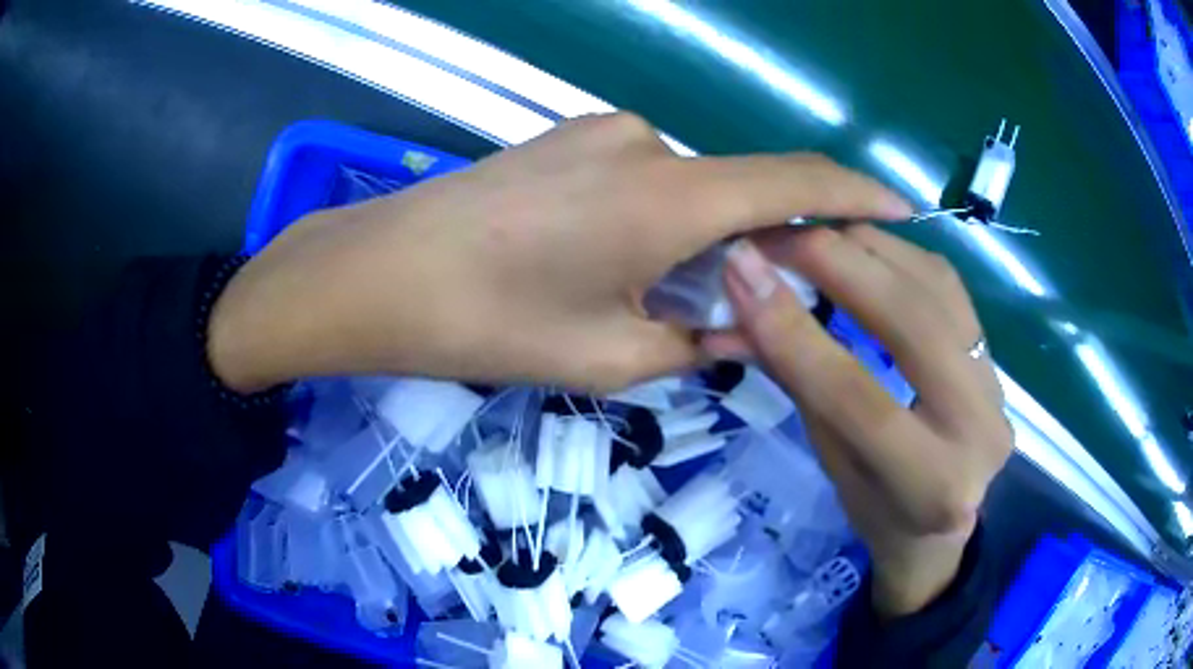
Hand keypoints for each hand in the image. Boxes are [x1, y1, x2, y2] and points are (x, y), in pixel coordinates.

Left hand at [208, 113, 910, 392]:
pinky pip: (642, 176)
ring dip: (698, 240)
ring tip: (652, 298)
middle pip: (739, 193)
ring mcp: (602, 132)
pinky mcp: (568, 137)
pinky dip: (657, 219)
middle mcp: (648, 145)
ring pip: (686, 189)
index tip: (902, 209)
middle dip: (759, 248)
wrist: (379, 273)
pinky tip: (609, 261)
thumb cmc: (486, 321)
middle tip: (749, 305)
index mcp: (670, 197)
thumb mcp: (606, 357)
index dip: (857, 194)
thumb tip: (749, 329)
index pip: (796, 184)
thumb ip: (696, 340)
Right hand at [705, 226, 1011, 616]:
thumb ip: (798, 383)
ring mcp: (997, 385)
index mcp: (931, 485)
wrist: (941, 523)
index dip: (793, 329)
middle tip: (774, 235)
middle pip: (911, 323)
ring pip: (934, 287)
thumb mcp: (831, 462)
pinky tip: (857, 244)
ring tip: (809, 233)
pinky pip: (945, 282)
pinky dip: (895, 252)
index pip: (855, 395)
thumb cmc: (877, 511)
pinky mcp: (996, 353)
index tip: (741, 271)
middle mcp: (980, 428)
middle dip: (836, 263)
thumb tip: (737, 310)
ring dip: (865, 246)